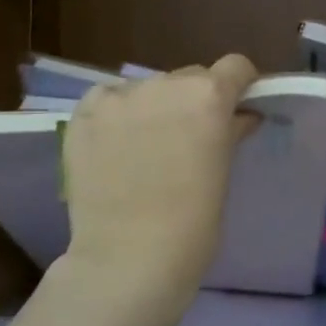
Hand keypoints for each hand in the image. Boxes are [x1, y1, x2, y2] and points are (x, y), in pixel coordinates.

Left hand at [60, 55, 258, 302]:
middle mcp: (164, 84)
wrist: (128, 258)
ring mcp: (120, 96)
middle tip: (190, 138)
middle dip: (195, 100)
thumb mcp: (222, 174)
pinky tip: (115, 146)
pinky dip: (118, 114)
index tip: (237, 108)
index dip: (240, 85)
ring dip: (155, 107)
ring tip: (146, 147)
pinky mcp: (84, 113)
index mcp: (208, 96)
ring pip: (148, 88)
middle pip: (190, 77)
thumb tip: (241, 116)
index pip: (235, 67)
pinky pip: (109, 99)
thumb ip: (231, 133)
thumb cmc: (193, 225)